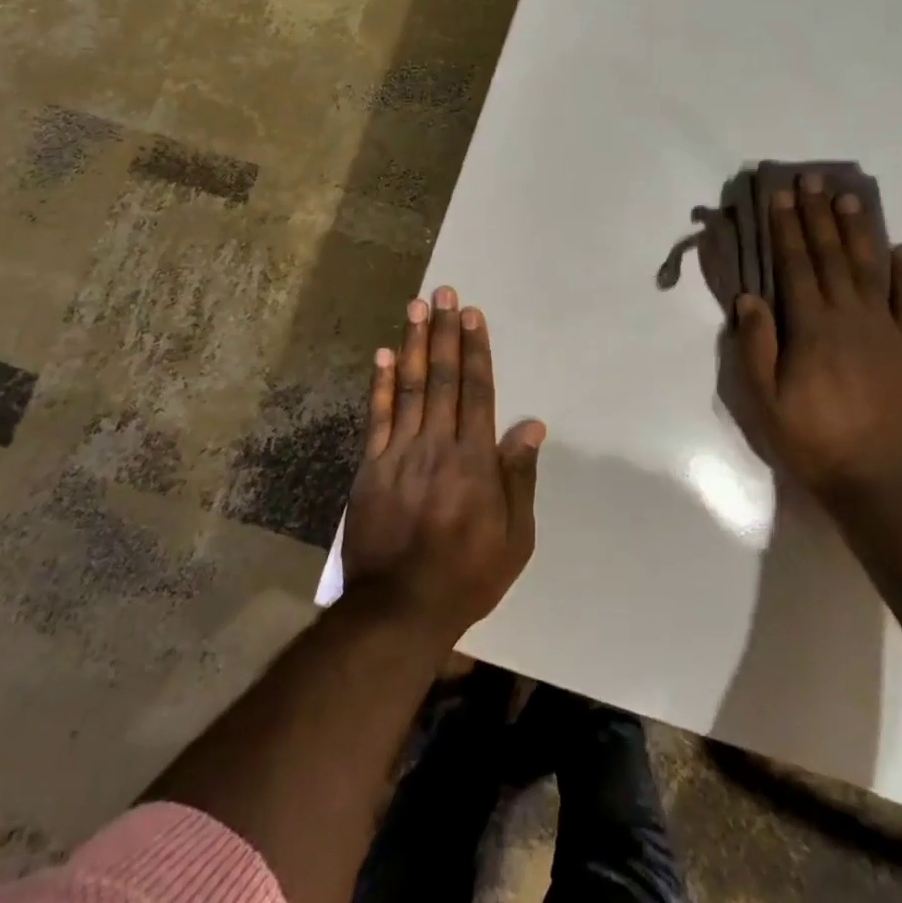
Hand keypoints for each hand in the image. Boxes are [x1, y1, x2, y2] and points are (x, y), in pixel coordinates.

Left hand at [342, 286, 544, 640]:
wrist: (399, 609)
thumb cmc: (468, 574)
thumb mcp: (515, 537)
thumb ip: (520, 477)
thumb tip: (531, 425)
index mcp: (475, 460)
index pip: (477, 391)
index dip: (475, 350)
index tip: (472, 315)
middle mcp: (437, 445)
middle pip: (442, 378)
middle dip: (444, 332)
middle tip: (444, 293)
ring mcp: (399, 454)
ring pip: (408, 388)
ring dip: (413, 344)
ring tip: (416, 307)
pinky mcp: (370, 468)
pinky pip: (376, 417)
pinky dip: (379, 385)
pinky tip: (382, 355)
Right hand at [727, 175, 901, 502]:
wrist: (884, 483)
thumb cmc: (814, 442)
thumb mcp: (766, 401)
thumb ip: (757, 346)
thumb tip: (750, 298)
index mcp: (811, 327)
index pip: (795, 265)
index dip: (786, 228)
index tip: (781, 195)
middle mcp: (850, 317)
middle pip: (831, 256)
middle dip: (818, 216)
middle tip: (813, 180)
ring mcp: (887, 330)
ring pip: (870, 269)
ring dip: (858, 231)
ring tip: (850, 198)